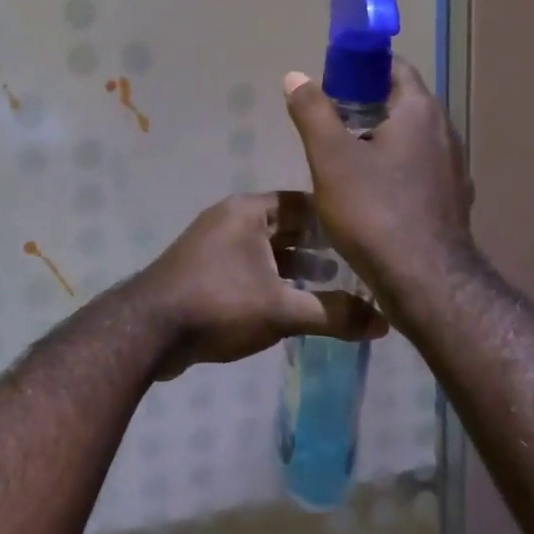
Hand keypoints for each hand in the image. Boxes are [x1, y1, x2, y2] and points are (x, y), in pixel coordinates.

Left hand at [134, 192, 386, 372]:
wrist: (148, 330)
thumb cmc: (219, 304)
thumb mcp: (283, 309)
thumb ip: (334, 314)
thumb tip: (384, 323)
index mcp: (248, 211)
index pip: (303, 203)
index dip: (335, 220)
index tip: (367, 239)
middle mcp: (230, 219)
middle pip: (285, 227)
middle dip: (319, 247)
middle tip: (357, 269)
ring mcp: (213, 245)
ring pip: (266, 251)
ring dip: (296, 267)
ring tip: (333, 290)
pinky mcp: (203, 271)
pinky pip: (248, 268)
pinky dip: (272, 281)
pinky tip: (294, 305)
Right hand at [283, 58, 475, 315]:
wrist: (424, 280)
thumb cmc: (374, 210)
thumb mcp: (330, 157)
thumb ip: (313, 112)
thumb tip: (295, 76)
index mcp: (419, 112)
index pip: (394, 68)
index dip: (360, 68)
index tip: (330, 83)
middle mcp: (444, 134)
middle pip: (402, 104)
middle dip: (364, 106)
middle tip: (326, 123)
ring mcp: (452, 170)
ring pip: (410, 141)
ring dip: (378, 140)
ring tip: (340, 159)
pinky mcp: (450, 202)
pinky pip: (417, 171)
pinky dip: (392, 170)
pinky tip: (367, 194)